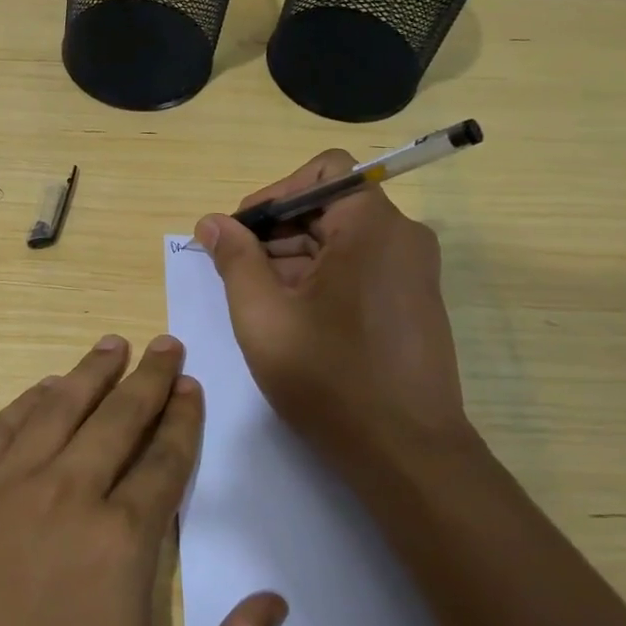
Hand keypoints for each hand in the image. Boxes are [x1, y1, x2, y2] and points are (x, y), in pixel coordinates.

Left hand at [0, 336, 287, 625]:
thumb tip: (275, 602)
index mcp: (121, 540)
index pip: (164, 459)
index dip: (182, 418)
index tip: (192, 387)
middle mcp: (67, 493)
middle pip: (118, 418)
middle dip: (150, 378)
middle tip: (167, 345)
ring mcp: (7, 486)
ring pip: (60, 408)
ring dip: (92, 372)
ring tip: (115, 343)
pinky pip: (4, 427)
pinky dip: (30, 400)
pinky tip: (46, 388)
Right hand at [195, 149, 474, 479]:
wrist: (406, 454)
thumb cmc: (329, 379)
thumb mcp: (263, 316)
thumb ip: (234, 259)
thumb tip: (212, 222)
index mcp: (372, 226)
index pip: (321, 172)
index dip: (273, 194)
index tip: (240, 235)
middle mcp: (402, 236)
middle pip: (329, 205)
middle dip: (276, 231)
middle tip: (236, 272)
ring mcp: (413, 270)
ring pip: (342, 239)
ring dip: (293, 258)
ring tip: (259, 303)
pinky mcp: (413, 300)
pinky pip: (360, 266)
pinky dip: (321, 278)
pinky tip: (292, 318)